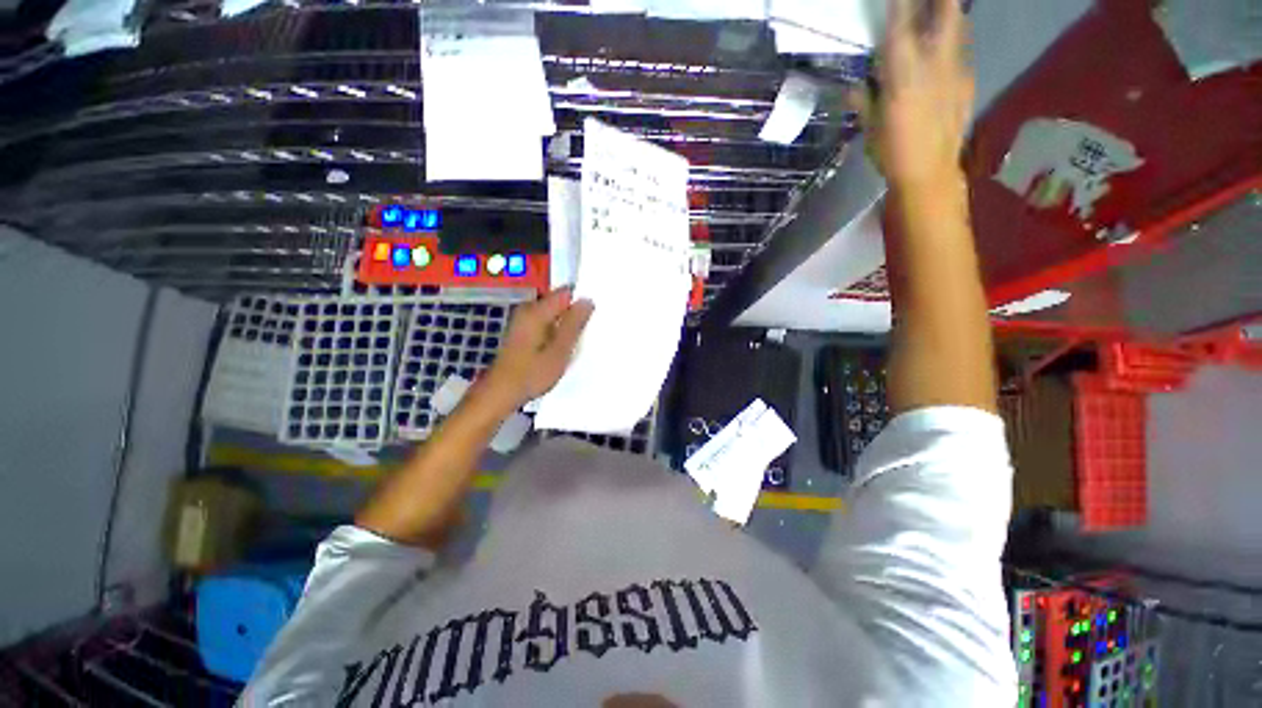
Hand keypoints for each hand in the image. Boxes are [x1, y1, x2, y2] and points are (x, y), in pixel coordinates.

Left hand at [481, 287, 593, 408]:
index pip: (566, 293)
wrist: (501, 393)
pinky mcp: (522, 332)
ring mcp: (523, 321)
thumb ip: (574, 324)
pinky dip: (555, 332)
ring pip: (553, 315)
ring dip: (566, 325)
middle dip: (574, 314)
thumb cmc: (532, 373)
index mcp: (537, 311)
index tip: (593, 318)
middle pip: (559, 303)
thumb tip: (587, 300)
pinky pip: (546, 324)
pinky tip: (562, 348)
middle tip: (587, 334)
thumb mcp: (560, 350)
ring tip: (576, 342)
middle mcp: (528, 310)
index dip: (582, 302)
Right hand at [857, 0, 973, 187]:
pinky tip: (942, 51)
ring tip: (937, 11)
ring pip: (958, 26)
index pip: (900, 26)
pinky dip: (952, 41)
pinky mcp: (967, 82)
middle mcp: (934, 63)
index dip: (899, 3)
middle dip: (938, 0)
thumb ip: (863, 103)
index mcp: (904, 75)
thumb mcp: (870, 129)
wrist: (929, 174)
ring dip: (947, 13)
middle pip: (946, 11)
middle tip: (926, 0)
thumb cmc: (892, 154)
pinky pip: (961, 50)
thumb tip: (853, 87)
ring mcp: (956, 70)